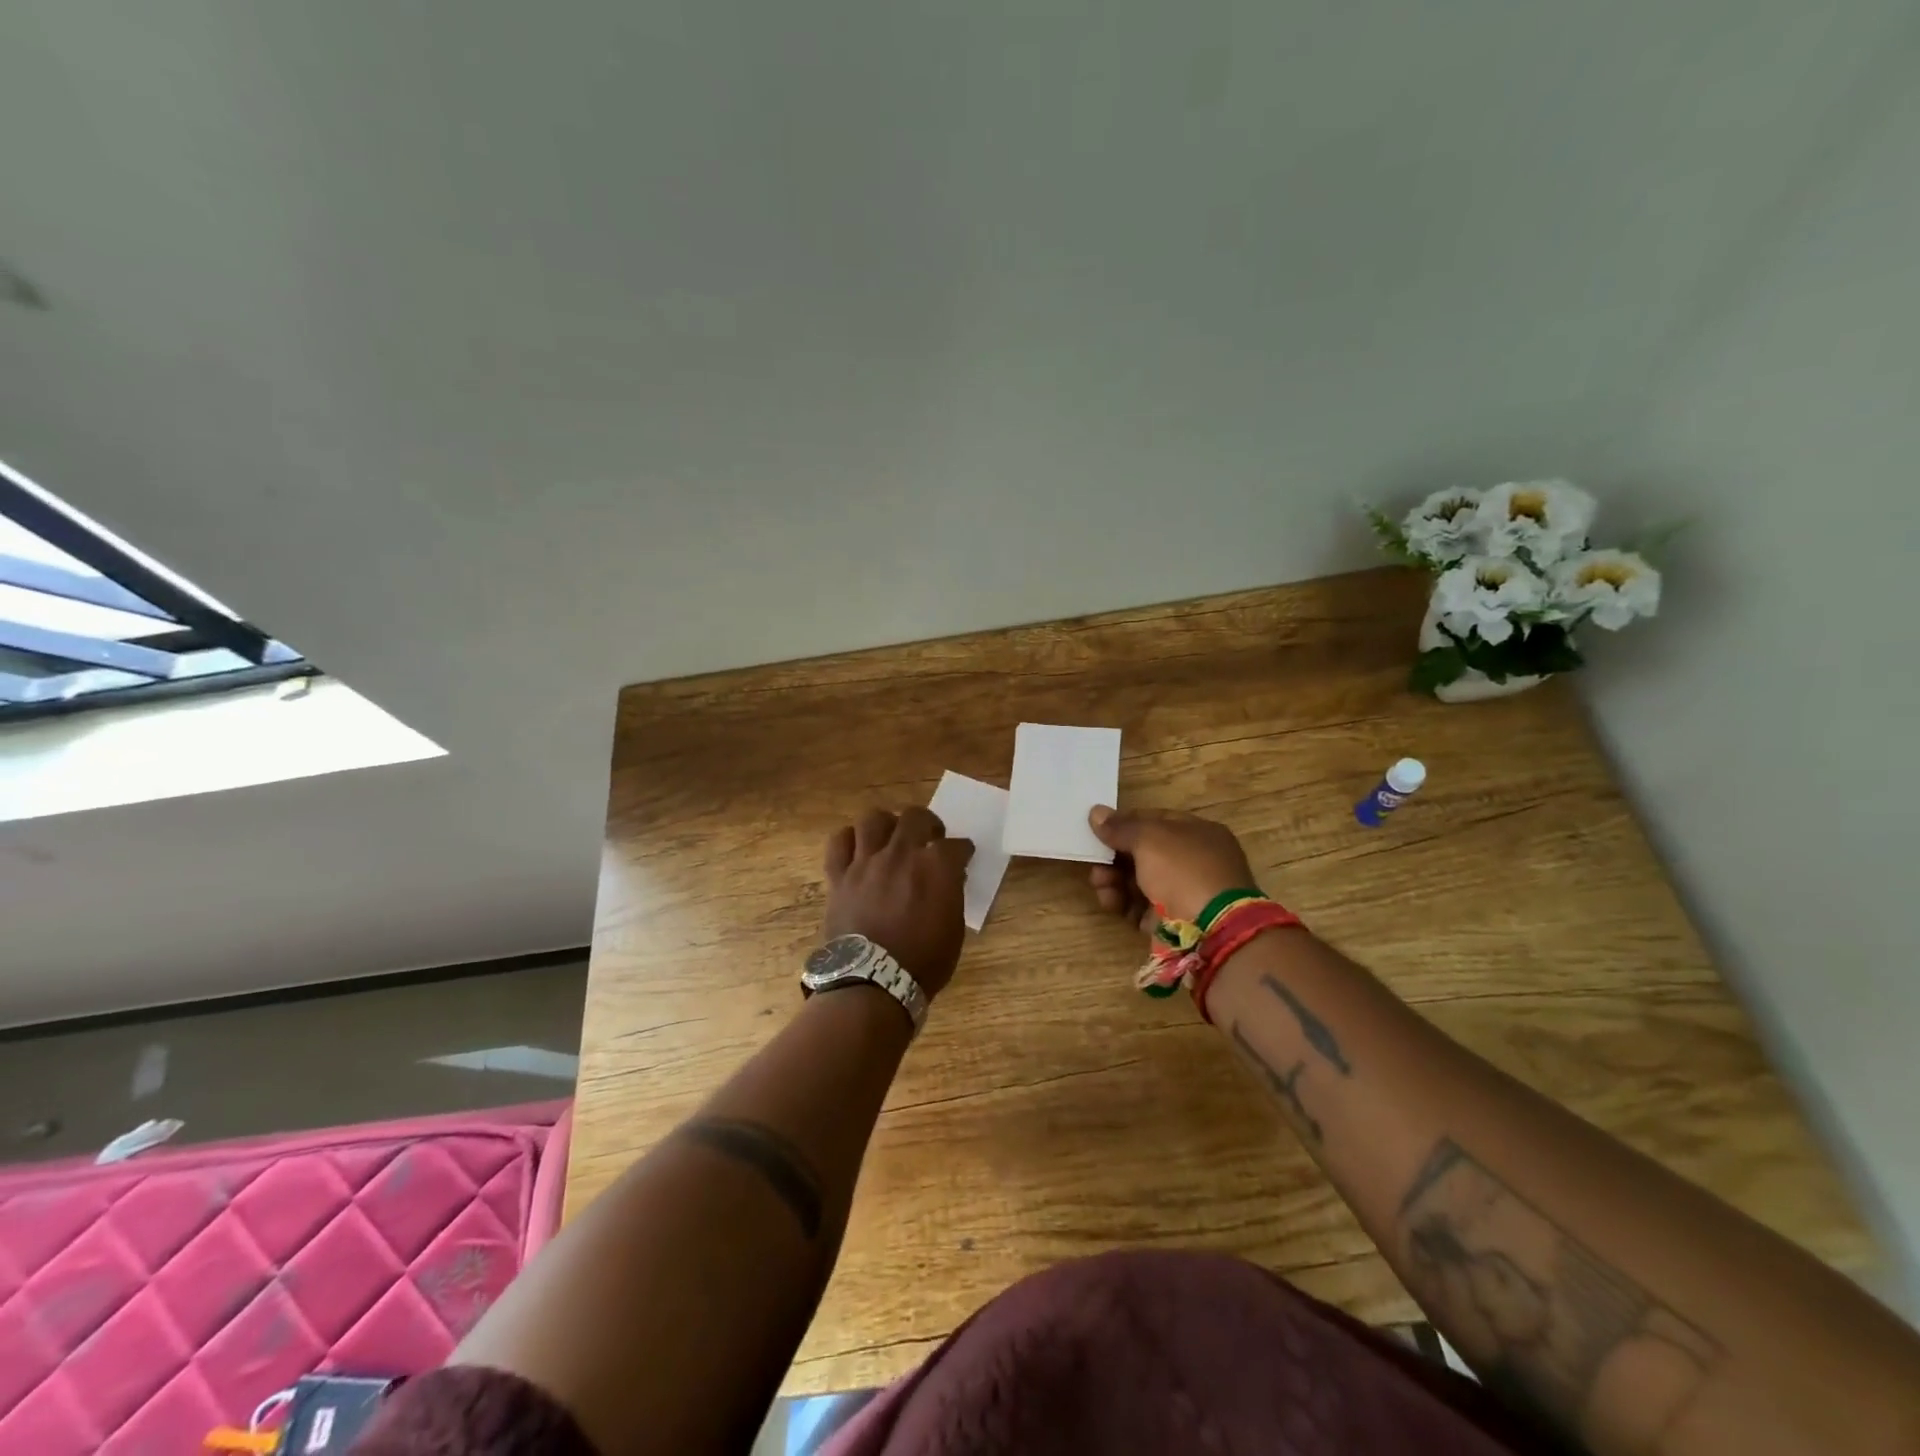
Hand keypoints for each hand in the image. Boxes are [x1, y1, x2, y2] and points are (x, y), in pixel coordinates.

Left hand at [822, 807, 973, 997]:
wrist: (872, 983)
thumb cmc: (923, 963)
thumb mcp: (953, 930)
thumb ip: (951, 895)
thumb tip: (948, 878)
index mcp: (936, 868)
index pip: (956, 845)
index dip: (962, 849)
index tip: (962, 855)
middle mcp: (901, 854)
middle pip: (915, 817)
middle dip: (928, 823)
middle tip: (929, 838)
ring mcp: (867, 862)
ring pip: (874, 819)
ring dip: (887, 825)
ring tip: (891, 838)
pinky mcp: (840, 875)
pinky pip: (839, 842)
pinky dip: (849, 840)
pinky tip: (858, 849)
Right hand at [1086, 805, 1258, 926]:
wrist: (1211, 931)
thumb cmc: (1183, 871)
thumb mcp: (1149, 839)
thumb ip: (1120, 827)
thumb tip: (1096, 812)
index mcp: (1198, 834)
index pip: (1156, 821)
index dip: (1126, 823)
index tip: (1099, 830)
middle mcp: (1194, 862)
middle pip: (1144, 854)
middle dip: (1115, 856)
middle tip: (1094, 861)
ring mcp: (1184, 894)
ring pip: (1139, 881)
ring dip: (1114, 880)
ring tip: (1099, 883)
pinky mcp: (1172, 922)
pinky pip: (1140, 907)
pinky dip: (1122, 903)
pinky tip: (1110, 902)